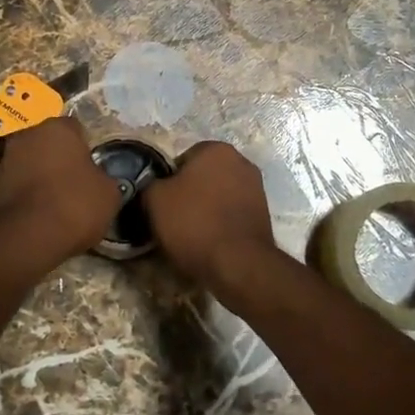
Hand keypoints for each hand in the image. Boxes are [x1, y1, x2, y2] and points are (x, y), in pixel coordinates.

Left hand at [0, 117, 123, 269]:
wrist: (27, 238)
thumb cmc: (74, 205)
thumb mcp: (109, 194)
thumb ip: (104, 178)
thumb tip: (99, 180)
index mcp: (58, 128)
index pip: (75, 128)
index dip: (85, 147)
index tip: (91, 168)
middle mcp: (28, 135)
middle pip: (48, 143)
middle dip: (59, 158)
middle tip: (74, 182)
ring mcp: (6, 159)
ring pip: (30, 162)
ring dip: (40, 175)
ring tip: (55, 202)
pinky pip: (17, 185)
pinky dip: (26, 194)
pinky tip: (38, 214)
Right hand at [142, 142, 280, 293]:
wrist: (238, 265)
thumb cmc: (194, 223)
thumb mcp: (155, 200)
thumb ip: (150, 184)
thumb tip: (154, 187)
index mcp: (216, 149)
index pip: (181, 160)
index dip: (167, 183)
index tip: (161, 204)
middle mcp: (241, 162)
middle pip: (202, 177)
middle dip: (189, 194)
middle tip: (173, 219)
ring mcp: (257, 188)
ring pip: (218, 196)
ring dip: (205, 209)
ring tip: (191, 234)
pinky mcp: (264, 214)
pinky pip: (231, 214)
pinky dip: (220, 224)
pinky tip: (210, 242)